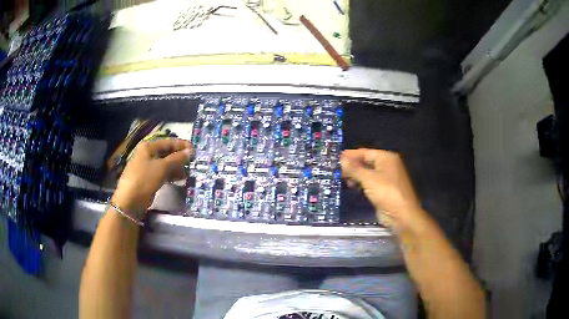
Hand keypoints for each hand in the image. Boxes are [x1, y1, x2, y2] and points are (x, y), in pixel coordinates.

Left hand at [112, 139, 191, 215]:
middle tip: (192, 164)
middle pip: (167, 153)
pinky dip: (170, 175)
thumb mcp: (162, 167)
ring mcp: (147, 166)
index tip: (194, 151)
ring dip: (176, 168)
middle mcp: (147, 154)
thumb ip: (177, 159)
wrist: (130, 201)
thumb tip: (190, 152)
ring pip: (165, 164)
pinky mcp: (148, 178)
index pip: (168, 142)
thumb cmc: (144, 179)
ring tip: (187, 174)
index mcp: (148, 147)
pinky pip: (162, 173)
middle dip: (179, 158)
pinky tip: (179, 180)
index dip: (182, 146)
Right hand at [340, 149, 423, 229]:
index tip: (336, 157)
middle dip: (352, 166)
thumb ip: (354, 168)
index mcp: (386, 158)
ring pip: (367, 173)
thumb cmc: (387, 192)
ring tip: (341, 178)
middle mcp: (387, 166)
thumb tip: (341, 159)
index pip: (365, 152)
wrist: (401, 215)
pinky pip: (369, 183)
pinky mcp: (383, 190)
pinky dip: (360, 183)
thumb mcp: (369, 179)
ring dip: (355, 175)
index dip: (351, 155)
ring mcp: (386, 179)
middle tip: (336, 169)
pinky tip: (351, 187)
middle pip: (366, 162)